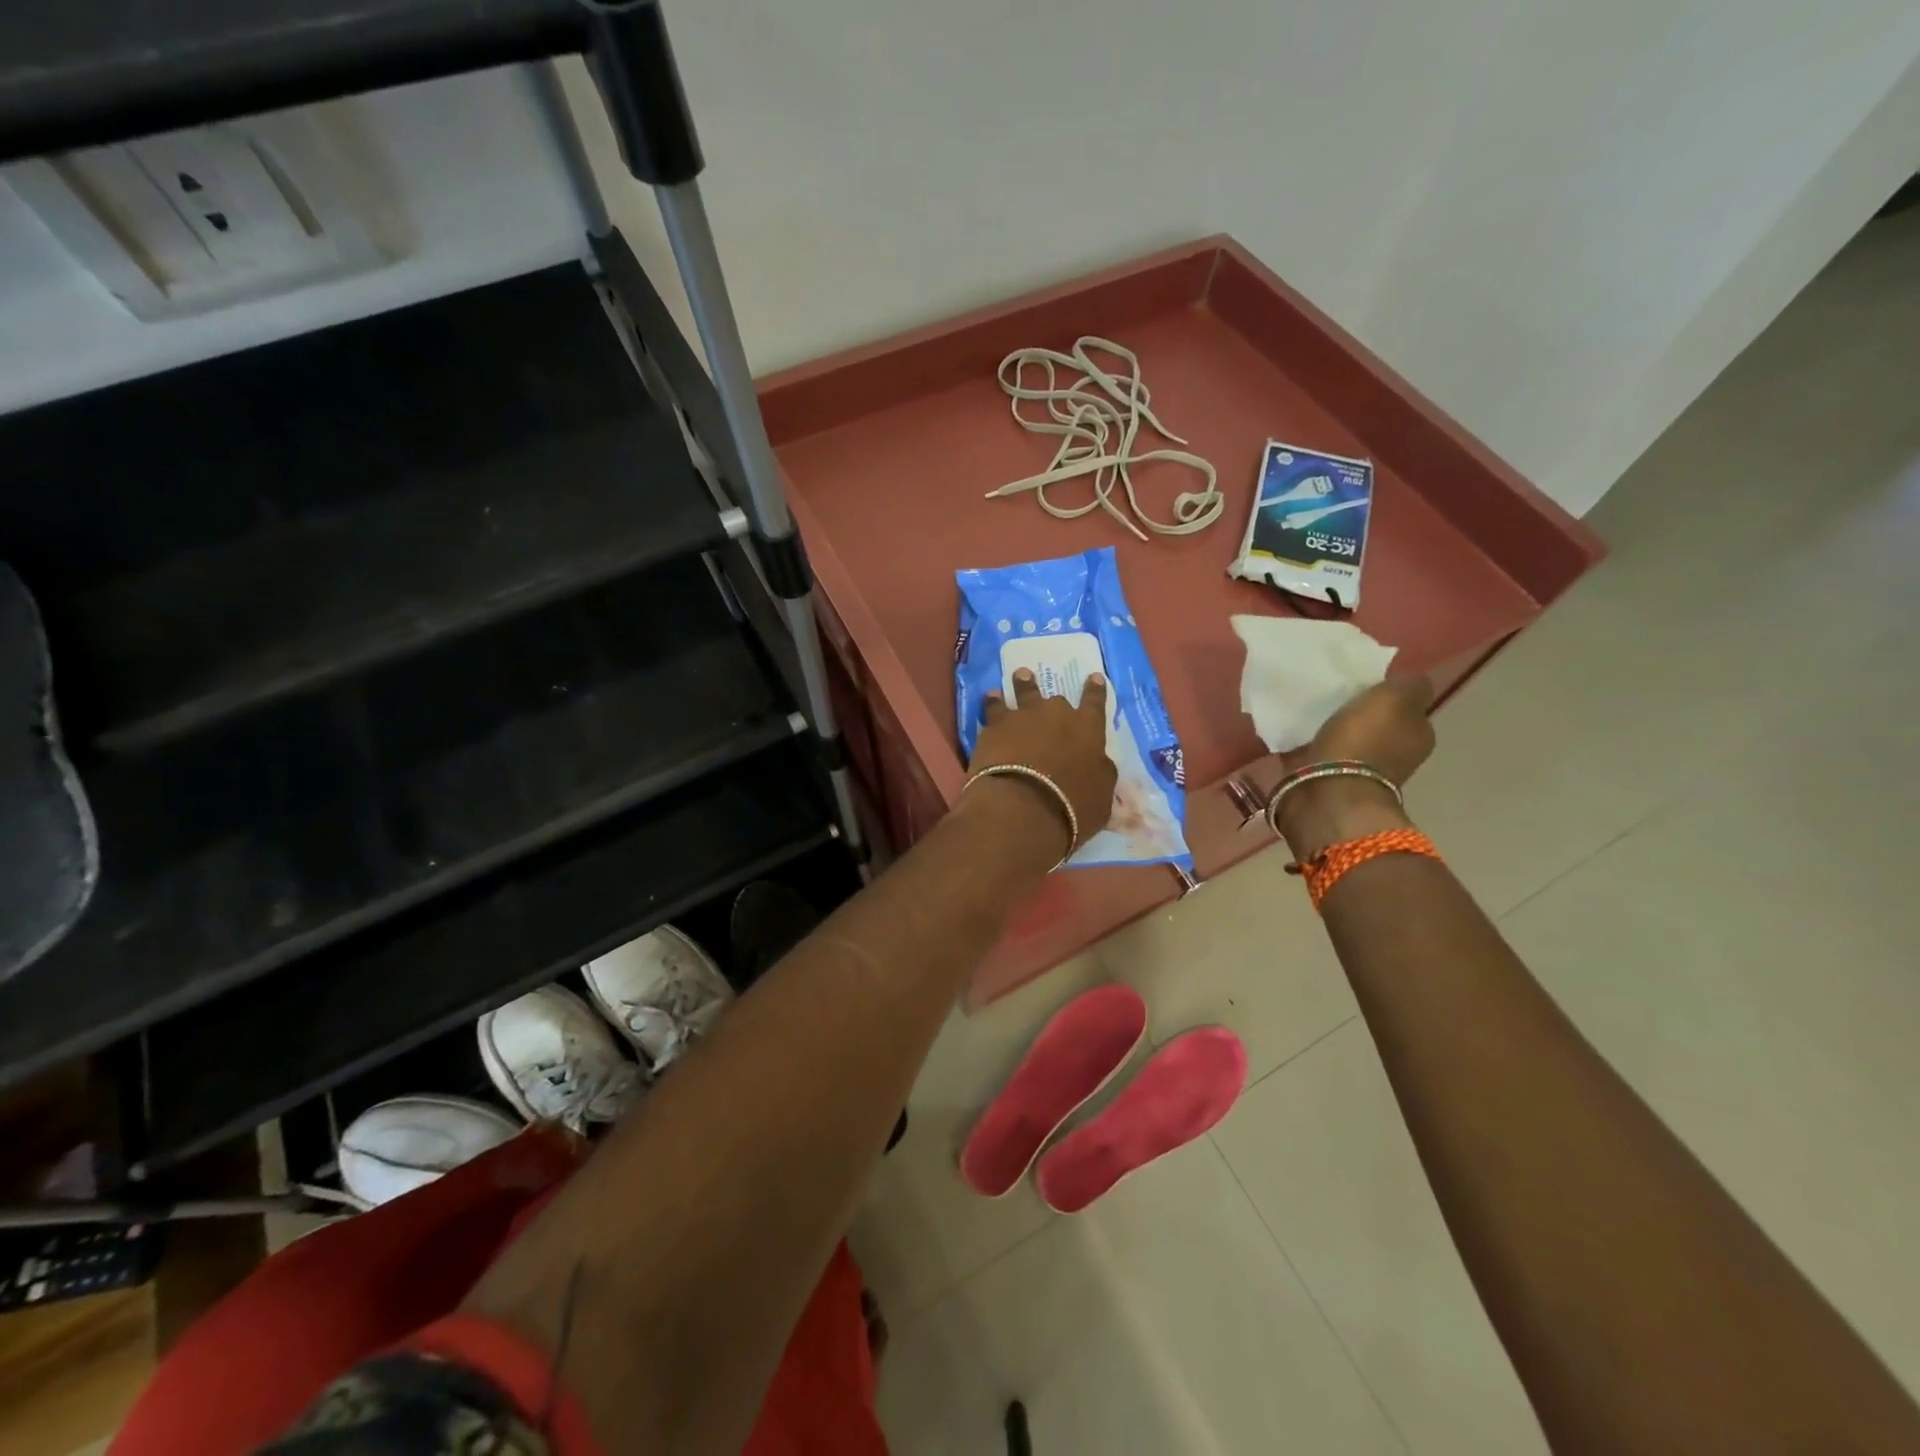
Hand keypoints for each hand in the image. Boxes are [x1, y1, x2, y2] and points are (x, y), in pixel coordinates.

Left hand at [967, 669, 1117, 853]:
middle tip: (1055, 692)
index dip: (1095, 690)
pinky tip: (990, 698)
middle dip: (1053, 698)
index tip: (1093, 677)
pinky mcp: (994, 726)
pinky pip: (993, 708)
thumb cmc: (1071, 807)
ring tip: (1018, 675)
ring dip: (1022, 684)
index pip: (1095, 704)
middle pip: (1056, 699)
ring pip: (1023, 692)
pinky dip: (993, 703)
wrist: (1022, 807)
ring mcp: (1023, 717)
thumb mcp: (1102, 796)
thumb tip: (1099, 761)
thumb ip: (1101, 772)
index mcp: (1088, 730)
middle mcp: (1057, 715)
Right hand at [1276, 674, 1434, 858]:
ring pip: (1344, 737)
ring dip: (1329, 725)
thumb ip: (1410, 684)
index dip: (1387, 694)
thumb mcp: (1396, 698)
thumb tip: (1410, 681)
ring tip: (1307, 706)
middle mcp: (1393, 755)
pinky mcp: (1323, 779)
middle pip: (1374, 723)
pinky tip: (1290, 726)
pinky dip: (1305, 741)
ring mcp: (1357, 770)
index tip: (1363, 681)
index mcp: (1416, 735)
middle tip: (1332, 691)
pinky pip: (1314, 751)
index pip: (1406, 707)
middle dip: (1356, 711)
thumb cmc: (1364, 741)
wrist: (1327, 793)